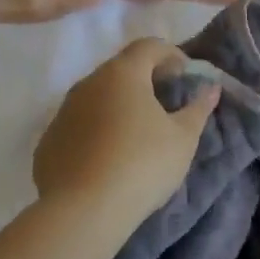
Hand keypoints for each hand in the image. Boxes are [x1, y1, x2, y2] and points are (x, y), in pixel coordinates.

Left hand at [33, 39, 219, 228]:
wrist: (82, 212)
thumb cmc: (142, 164)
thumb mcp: (183, 138)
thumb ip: (198, 108)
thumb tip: (211, 88)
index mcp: (123, 74)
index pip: (149, 46)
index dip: (171, 54)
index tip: (185, 76)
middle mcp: (88, 84)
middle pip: (120, 69)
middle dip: (145, 79)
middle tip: (166, 102)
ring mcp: (62, 112)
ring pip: (97, 97)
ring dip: (118, 105)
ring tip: (138, 133)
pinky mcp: (48, 142)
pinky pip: (79, 125)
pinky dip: (96, 130)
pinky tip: (108, 158)